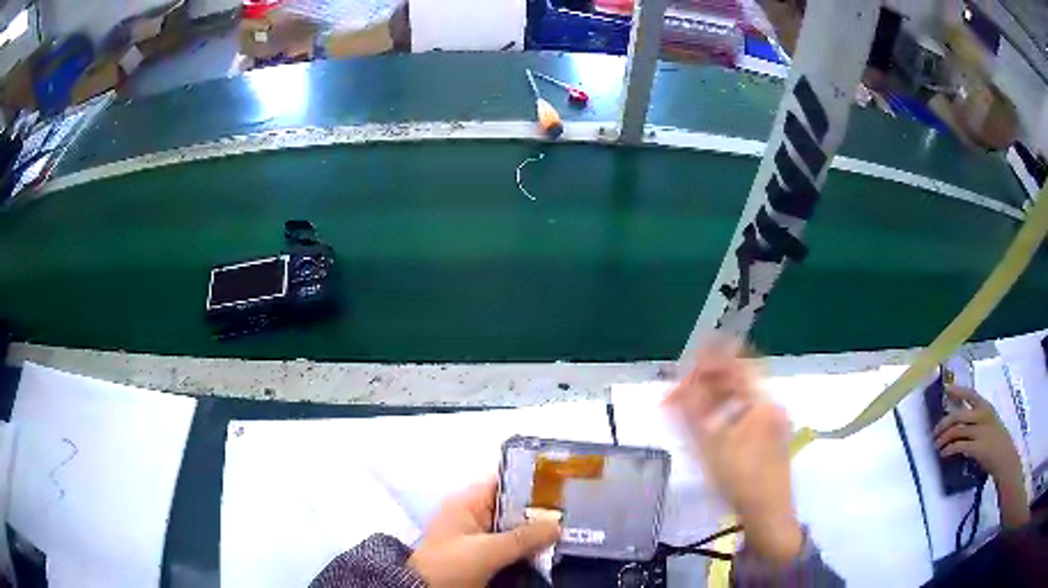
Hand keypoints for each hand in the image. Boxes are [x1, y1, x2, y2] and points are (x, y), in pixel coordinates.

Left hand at [408, 477, 560, 587]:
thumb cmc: (451, 565)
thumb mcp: (487, 551)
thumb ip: (523, 538)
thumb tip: (558, 525)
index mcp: (466, 503)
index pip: (503, 481)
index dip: (531, 481)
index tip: (562, 486)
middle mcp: (472, 516)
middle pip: (511, 506)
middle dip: (539, 511)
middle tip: (572, 513)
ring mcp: (476, 537)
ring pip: (513, 528)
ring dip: (535, 532)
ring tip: (568, 530)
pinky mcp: (481, 557)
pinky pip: (509, 547)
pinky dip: (526, 548)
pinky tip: (549, 550)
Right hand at [665, 342, 801, 564]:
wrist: (769, 515)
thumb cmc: (741, 481)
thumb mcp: (711, 447)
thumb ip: (693, 413)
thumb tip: (677, 386)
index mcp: (763, 404)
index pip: (740, 365)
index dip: (715, 357)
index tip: (690, 360)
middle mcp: (771, 407)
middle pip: (740, 381)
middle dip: (708, 380)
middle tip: (680, 389)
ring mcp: (773, 424)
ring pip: (741, 399)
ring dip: (714, 397)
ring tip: (687, 407)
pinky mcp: (769, 440)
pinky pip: (744, 415)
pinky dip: (724, 413)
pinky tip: (706, 426)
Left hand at [933, 385, 1029, 528]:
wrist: (1005, 458)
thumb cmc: (997, 442)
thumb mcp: (990, 424)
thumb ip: (977, 421)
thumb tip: (960, 422)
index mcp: (986, 407)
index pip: (970, 394)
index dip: (958, 391)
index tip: (946, 389)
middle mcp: (982, 415)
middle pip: (957, 415)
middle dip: (943, 423)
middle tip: (934, 433)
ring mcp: (980, 431)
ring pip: (956, 430)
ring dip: (943, 439)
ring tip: (937, 447)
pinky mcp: (977, 447)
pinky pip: (958, 446)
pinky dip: (948, 450)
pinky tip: (944, 455)